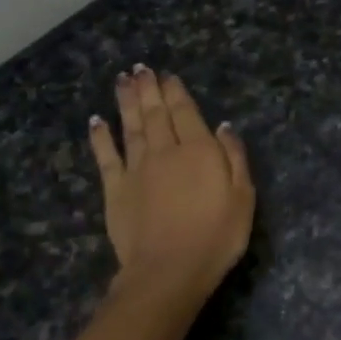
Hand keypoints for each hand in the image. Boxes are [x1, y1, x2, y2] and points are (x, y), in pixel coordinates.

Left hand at [88, 67, 254, 293]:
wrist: (169, 270)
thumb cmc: (216, 236)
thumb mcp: (243, 197)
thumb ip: (234, 158)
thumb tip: (223, 126)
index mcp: (199, 151)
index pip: (186, 113)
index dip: (176, 92)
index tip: (168, 76)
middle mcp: (165, 151)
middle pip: (156, 114)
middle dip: (149, 89)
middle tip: (140, 69)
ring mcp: (137, 169)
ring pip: (131, 127)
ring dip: (127, 102)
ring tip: (122, 80)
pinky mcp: (115, 189)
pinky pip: (106, 156)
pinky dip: (101, 136)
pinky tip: (97, 121)